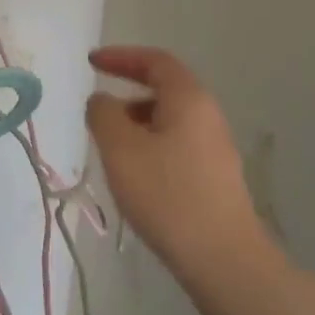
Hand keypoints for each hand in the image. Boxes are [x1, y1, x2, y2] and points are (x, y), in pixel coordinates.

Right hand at [86, 46, 267, 277]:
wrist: (222, 258)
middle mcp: (208, 116)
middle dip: (127, 92)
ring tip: (110, 148)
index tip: (92, 62)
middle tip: (98, 110)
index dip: (121, 56)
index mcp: (188, 100)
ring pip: (169, 120)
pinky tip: (135, 175)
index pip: (155, 61)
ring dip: (137, 123)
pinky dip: (150, 145)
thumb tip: (102, 101)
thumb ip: (104, 115)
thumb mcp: (120, 149)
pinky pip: (176, 145)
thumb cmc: (167, 195)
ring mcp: (215, 148)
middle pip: (165, 89)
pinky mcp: (215, 177)